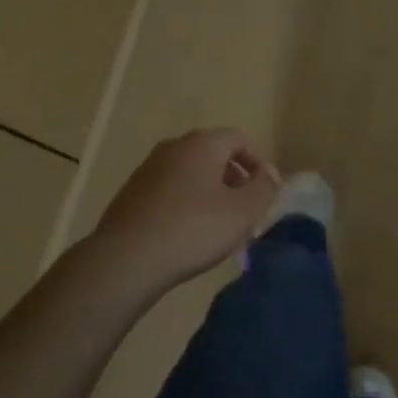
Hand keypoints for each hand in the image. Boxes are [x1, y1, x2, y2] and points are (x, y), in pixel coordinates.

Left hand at [90, 129, 280, 291]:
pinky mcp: (132, 193)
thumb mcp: (242, 211)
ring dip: (210, 191)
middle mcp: (173, 147)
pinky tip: (188, 233)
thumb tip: (270, 173)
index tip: (265, 191)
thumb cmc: (193, 229)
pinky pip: (170, 189)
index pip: (239, 139)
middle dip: (234, 178)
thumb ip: (263, 188)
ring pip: (191, 172)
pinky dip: (186, 202)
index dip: (258, 162)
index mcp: (202, 144)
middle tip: (245, 209)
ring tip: (219, 224)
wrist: (127, 259)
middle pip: (213, 154)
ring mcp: (148, 168)